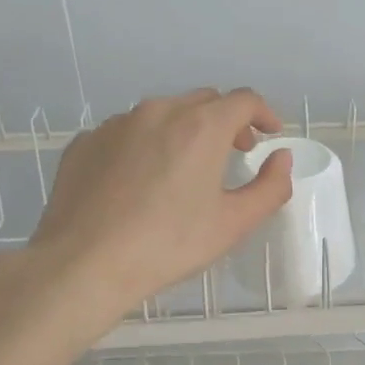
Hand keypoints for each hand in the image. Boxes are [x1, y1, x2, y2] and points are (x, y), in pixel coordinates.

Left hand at [25, 88, 292, 313]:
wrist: (83, 264)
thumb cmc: (168, 245)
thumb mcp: (234, 224)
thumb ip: (270, 187)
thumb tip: (281, 158)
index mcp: (201, 127)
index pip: (244, 100)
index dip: (264, 114)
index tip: (269, 134)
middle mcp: (159, 112)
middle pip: (204, 101)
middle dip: (227, 121)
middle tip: (234, 153)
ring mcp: (117, 124)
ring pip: (164, 113)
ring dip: (185, 130)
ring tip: (186, 168)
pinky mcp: (86, 142)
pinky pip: (128, 132)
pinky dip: (147, 144)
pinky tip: (142, 180)